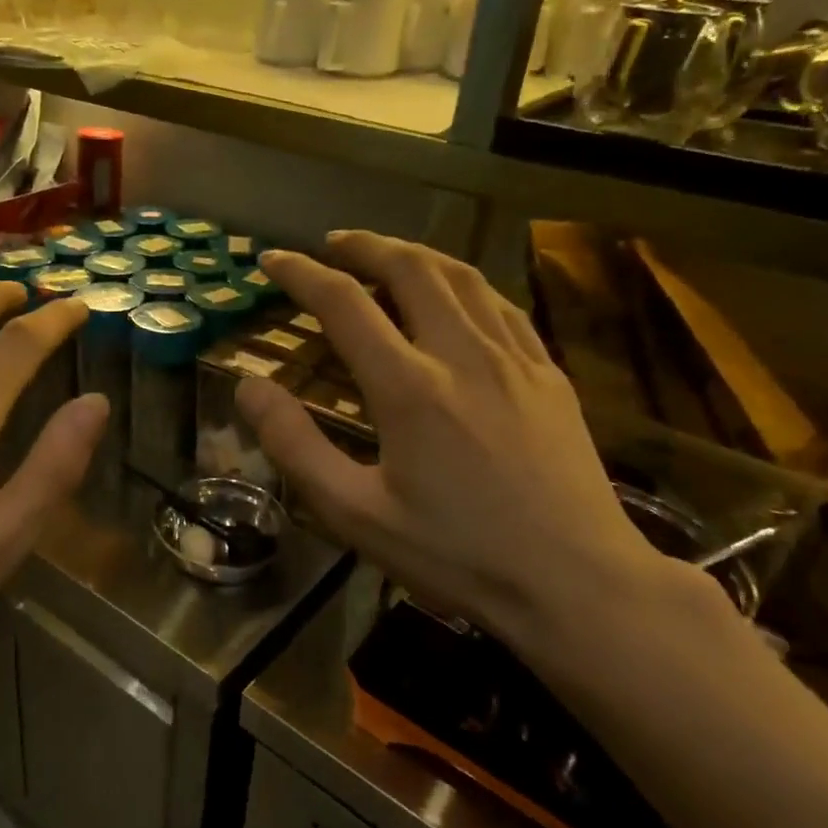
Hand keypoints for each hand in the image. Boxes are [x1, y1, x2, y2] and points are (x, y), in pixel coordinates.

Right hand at [237, 233, 676, 659]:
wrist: (578, 583)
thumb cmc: (457, 555)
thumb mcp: (356, 513)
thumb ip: (295, 446)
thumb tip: (249, 387)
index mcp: (409, 387)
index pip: (343, 303)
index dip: (300, 273)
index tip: (271, 260)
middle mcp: (462, 355)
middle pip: (409, 268)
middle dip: (363, 245)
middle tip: (330, 244)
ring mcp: (514, 358)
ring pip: (461, 276)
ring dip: (414, 254)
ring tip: (384, 255)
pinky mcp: (549, 374)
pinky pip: (500, 304)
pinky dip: (463, 283)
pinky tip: (454, 295)